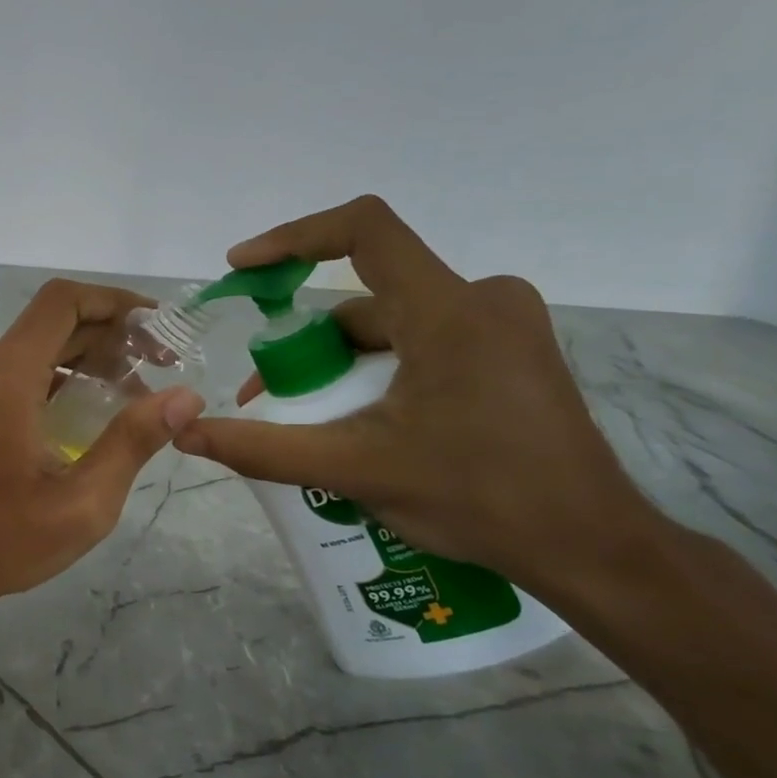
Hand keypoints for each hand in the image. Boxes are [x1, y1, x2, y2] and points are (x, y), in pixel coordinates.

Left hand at [0, 279, 205, 607]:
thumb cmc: (3, 539)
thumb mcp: (83, 501)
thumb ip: (134, 441)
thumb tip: (186, 396)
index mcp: (5, 374)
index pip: (63, 302)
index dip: (115, 302)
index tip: (158, 326)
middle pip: (53, 322)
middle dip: (111, 335)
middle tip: (161, 366)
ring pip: (35, 344)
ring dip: (86, 357)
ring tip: (135, 392)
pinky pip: (16, 369)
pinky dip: (57, 376)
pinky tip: (91, 410)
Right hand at [174, 196, 659, 592]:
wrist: (590, 547)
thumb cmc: (478, 499)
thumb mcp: (355, 470)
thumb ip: (263, 448)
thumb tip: (186, 432)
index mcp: (449, 312)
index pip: (363, 230)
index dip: (293, 237)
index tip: (243, 268)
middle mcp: (482, 299)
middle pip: (366, 295)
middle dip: (307, 341)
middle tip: (270, 394)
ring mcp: (502, 325)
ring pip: (392, 323)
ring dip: (340, 362)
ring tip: (309, 421)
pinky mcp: (509, 351)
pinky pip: (421, 340)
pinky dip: (377, 369)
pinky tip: (361, 421)